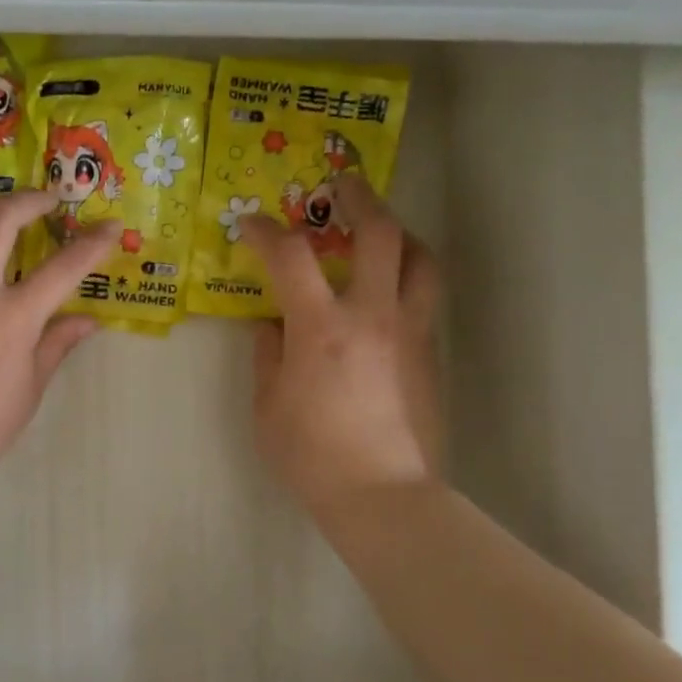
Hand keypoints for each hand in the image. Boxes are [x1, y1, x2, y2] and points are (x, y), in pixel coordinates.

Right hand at [238, 174, 442, 515]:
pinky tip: (387, 292)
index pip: (290, 256)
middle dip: (358, 198)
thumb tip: (271, 326)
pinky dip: (406, 275)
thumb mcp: (267, 407)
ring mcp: (410, 331)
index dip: (266, 231)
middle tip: (340, 186)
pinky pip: (424, 296)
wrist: (383, 496)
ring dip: (397, 231)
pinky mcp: (430, 353)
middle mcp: (373, 315)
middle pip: (378, 232)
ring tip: (378, 231)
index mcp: (322, 328)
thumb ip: (267, 356)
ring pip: (420, 257)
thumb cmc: (312, 456)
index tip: (251, 226)